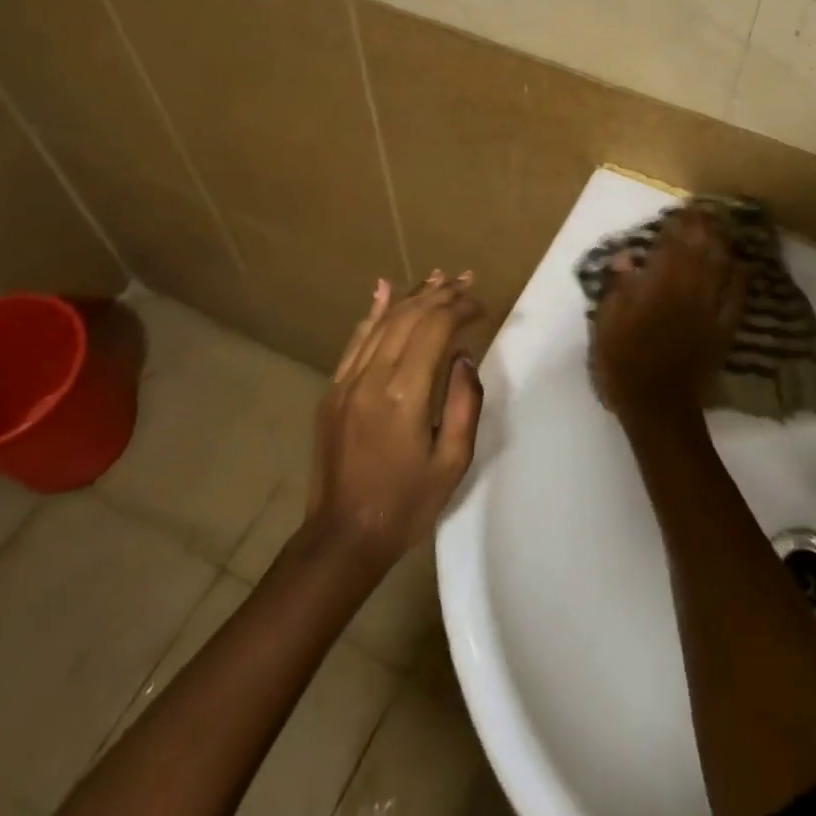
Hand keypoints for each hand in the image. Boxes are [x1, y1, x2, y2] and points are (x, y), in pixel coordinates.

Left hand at [307, 271, 485, 567]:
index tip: (482, 305)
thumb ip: (464, 403)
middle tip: (467, 281)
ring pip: (382, 322)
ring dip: (412, 296)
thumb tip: (463, 357)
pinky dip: (374, 311)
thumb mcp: (453, 461)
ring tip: (438, 277)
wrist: (343, 538)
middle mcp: (372, 377)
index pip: (435, 328)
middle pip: (409, 317)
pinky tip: (385, 290)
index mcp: (405, 395)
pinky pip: (356, 340)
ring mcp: (346, 382)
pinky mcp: (333, 391)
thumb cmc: (407, 504)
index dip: (461, 308)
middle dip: (441, 294)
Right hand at [590, 210, 748, 435]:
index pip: (672, 246)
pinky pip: (737, 297)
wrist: (658, 406)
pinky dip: (739, 277)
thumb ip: (618, 288)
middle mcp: (688, 291)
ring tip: (721, 228)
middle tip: (704, 211)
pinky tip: (740, 266)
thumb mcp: (607, 324)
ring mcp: (710, 310)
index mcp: (658, 287)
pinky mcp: (724, 329)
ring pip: (722, 267)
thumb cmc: (624, 363)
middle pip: (702, 250)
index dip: (678, 226)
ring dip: (723, 244)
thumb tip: (626, 257)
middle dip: (704, 228)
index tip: (680, 211)